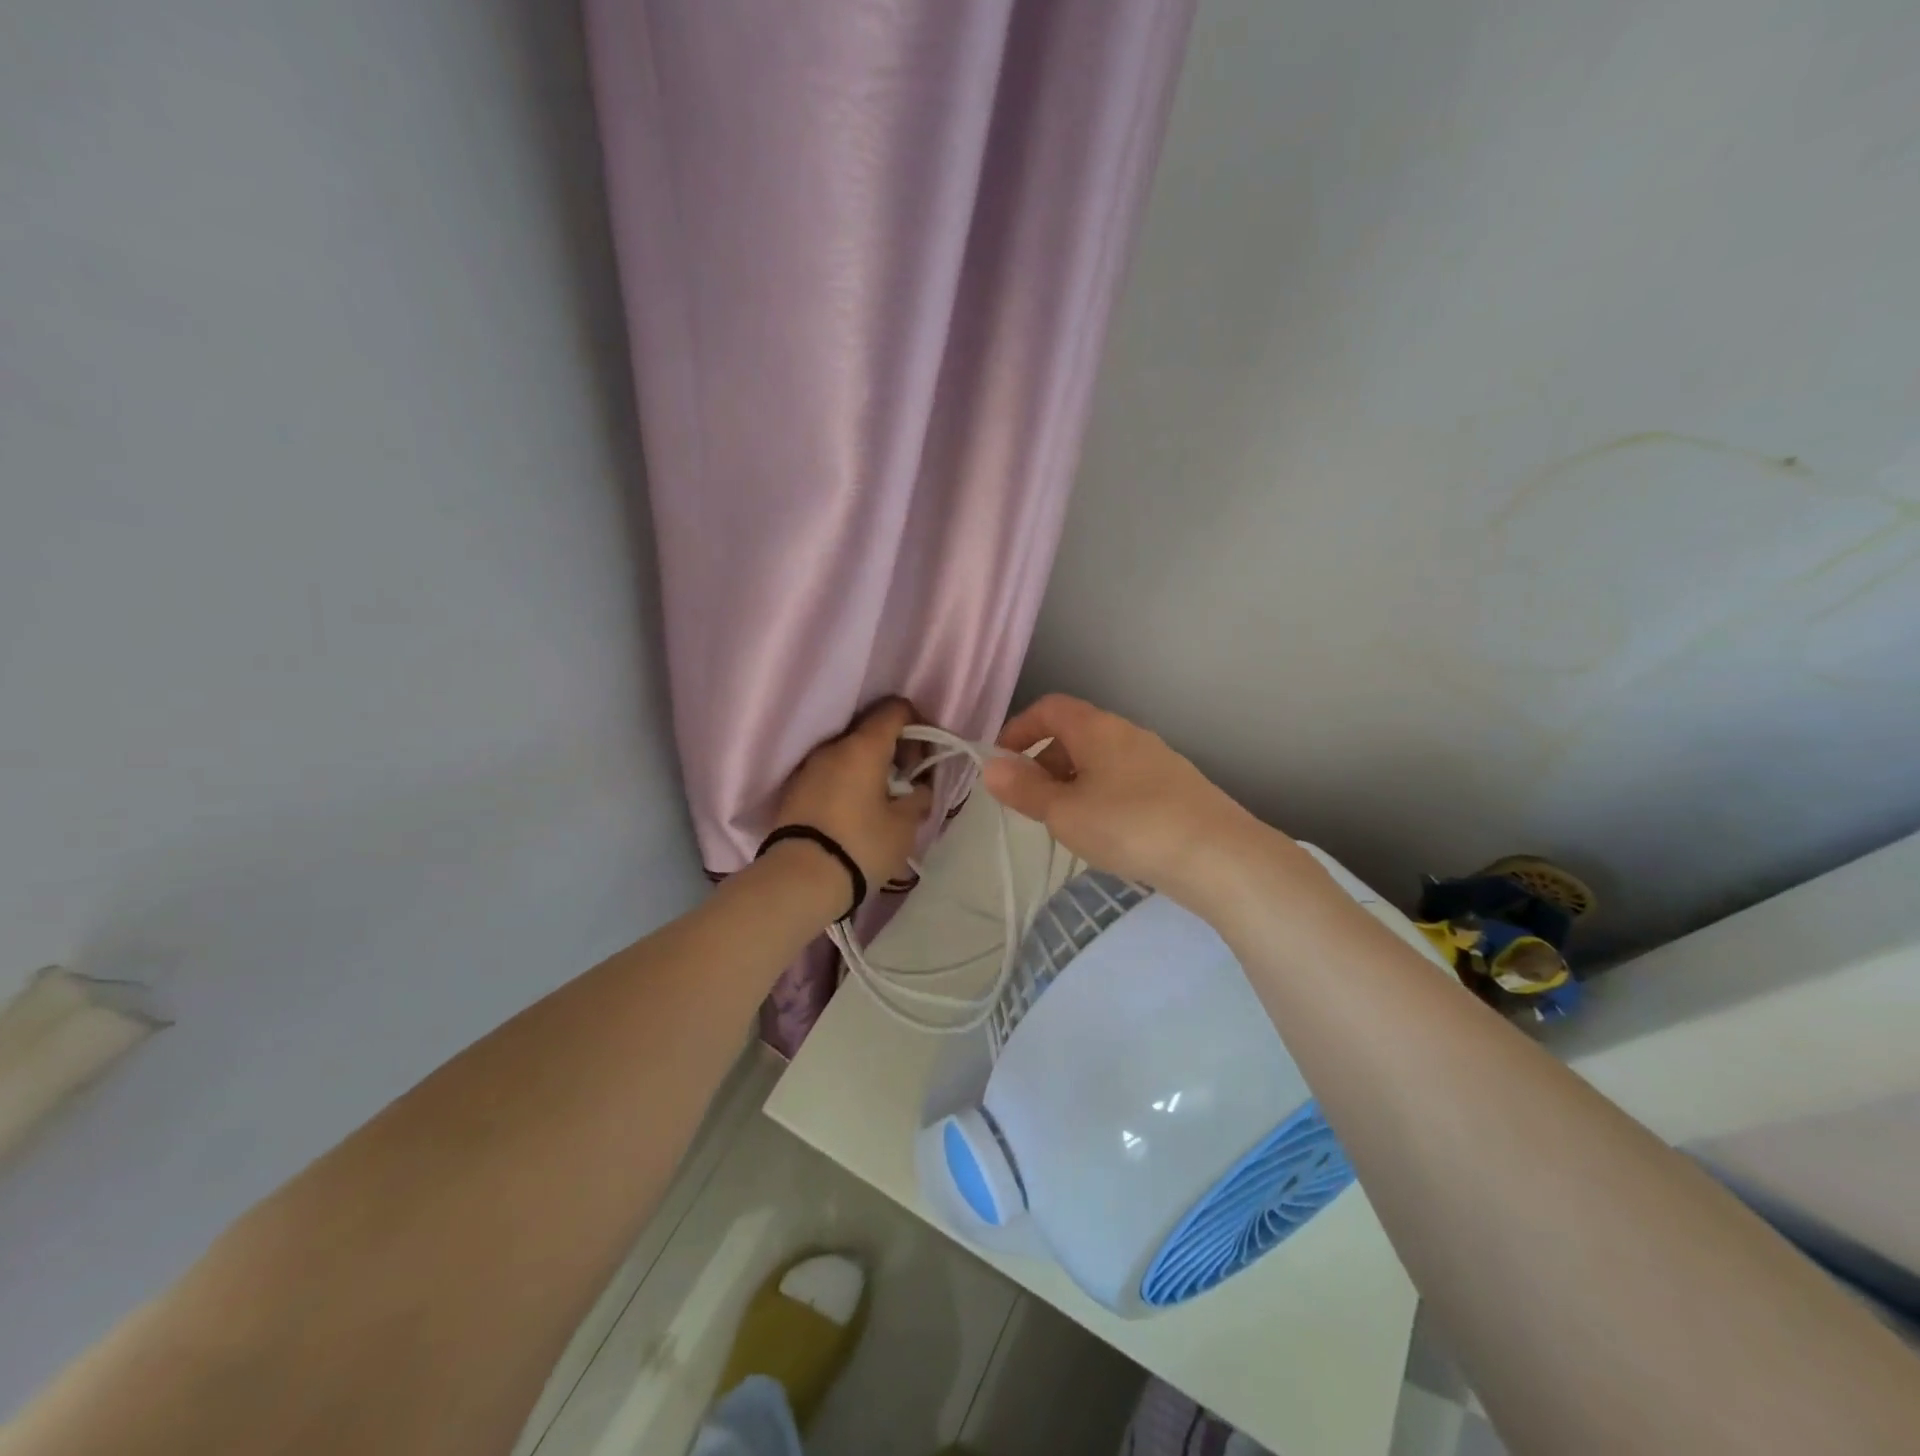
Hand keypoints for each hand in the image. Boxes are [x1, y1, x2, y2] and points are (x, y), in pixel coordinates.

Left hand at [772, 697, 933, 896]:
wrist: (799, 880)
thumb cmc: (861, 845)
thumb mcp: (904, 826)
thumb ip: (918, 798)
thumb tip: (919, 789)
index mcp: (864, 746)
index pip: (895, 709)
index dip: (918, 724)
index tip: (927, 756)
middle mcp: (833, 746)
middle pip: (871, 729)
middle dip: (895, 748)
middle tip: (908, 781)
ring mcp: (809, 767)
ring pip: (849, 752)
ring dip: (871, 766)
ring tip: (883, 799)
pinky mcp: (796, 789)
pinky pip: (831, 772)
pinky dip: (850, 780)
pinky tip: (858, 809)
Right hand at [982, 694, 1269, 902]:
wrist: (1217, 855)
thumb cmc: (1128, 825)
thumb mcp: (1064, 812)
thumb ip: (1024, 789)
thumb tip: (990, 767)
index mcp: (1097, 728)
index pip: (1049, 708)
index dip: (1019, 729)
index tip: (1002, 762)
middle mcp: (1127, 733)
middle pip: (1075, 733)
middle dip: (1044, 762)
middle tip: (1032, 802)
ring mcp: (1156, 758)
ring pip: (1100, 759)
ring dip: (1073, 781)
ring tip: (1067, 822)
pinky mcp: (1176, 785)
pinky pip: (1124, 779)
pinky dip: (1101, 794)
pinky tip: (1107, 832)